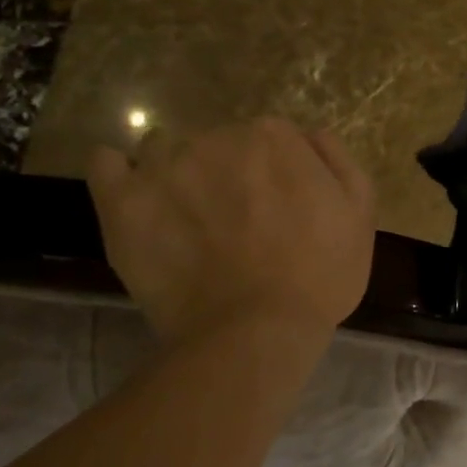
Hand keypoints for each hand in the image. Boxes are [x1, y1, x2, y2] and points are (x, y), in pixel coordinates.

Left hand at [87, 119, 375, 344]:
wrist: (257, 332)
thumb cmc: (320, 276)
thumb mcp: (359, 215)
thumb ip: (336, 161)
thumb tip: (309, 135)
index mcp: (274, 138)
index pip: (270, 140)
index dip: (276, 174)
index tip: (279, 209)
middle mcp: (217, 138)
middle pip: (219, 143)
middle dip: (229, 173)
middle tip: (238, 223)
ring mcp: (164, 168)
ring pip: (165, 150)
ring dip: (177, 174)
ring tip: (187, 218)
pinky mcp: (123, 203)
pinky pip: (106, 164)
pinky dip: (117, 170)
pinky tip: (131, 189)